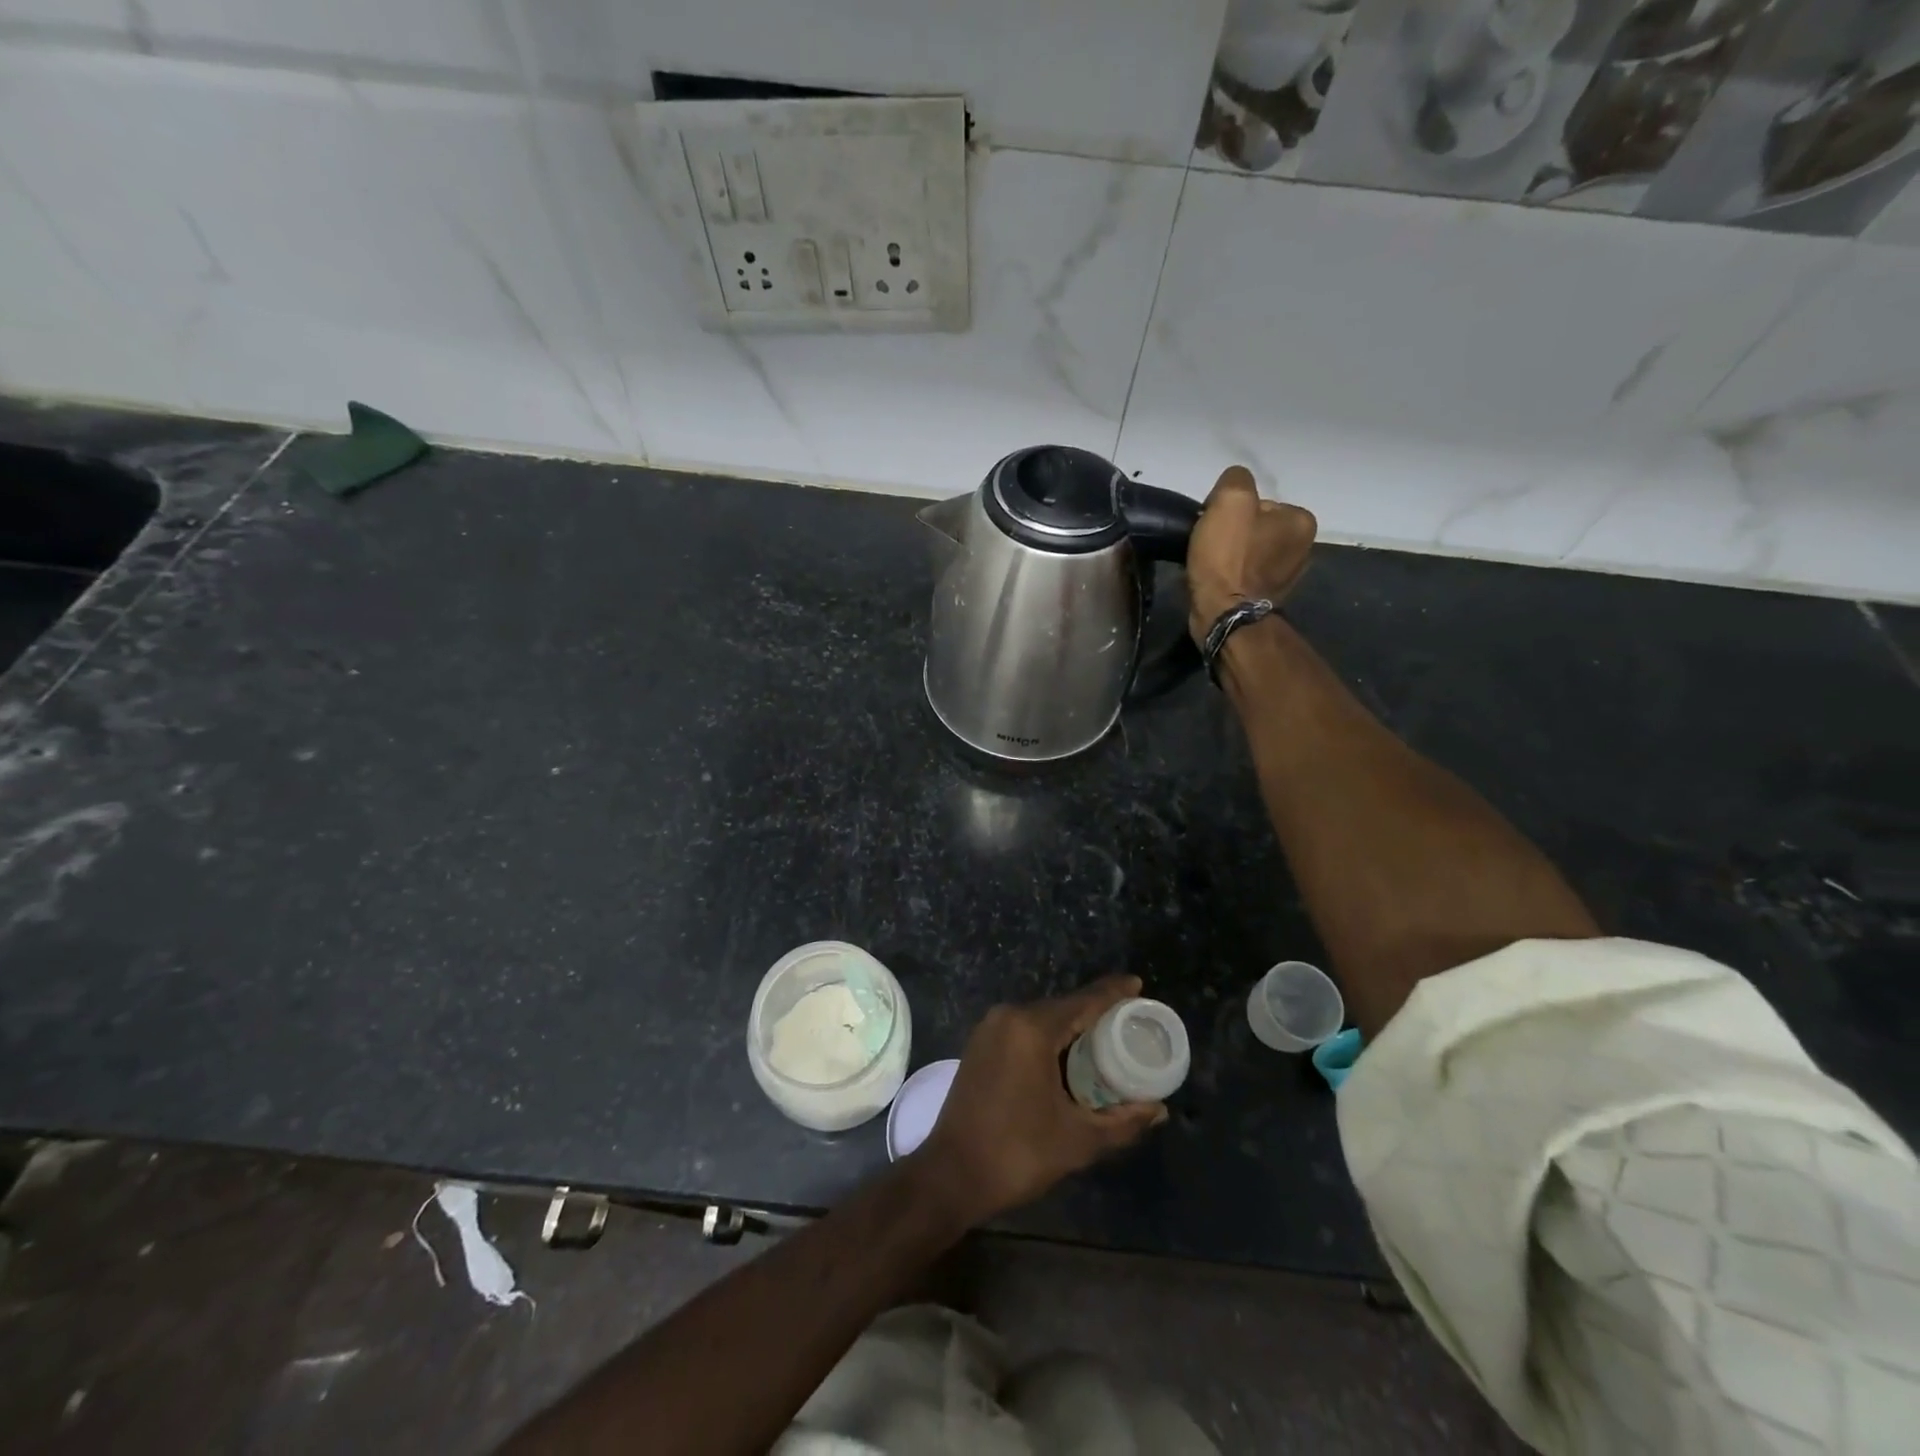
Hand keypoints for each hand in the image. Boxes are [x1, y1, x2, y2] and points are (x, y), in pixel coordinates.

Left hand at [913, 976, 1164, 1226]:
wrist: (951, 1175)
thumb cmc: (1017, 1153)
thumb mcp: (1078, 1140)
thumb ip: (1122, 1122)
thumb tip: (1158, 1109)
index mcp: (1032, 1028)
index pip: (1083, 1001)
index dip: (1112, 992)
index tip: (1137, 984)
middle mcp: (1008, 1016)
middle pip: (1062, 1007)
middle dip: (1095, 1012)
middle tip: (1128, 1023)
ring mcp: (989, 1029)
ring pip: (1042, 1018)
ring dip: (1071, 1027)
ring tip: (1105, 1039)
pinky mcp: (979, 1045)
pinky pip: (1023, 1030)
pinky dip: (1048, 1037)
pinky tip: (1067, 1055)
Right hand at [1185, 465, 1316, 642]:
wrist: (1224, 615)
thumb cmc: (1229, 558)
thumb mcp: (1230, 501)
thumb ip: (1236, 480)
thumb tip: (1234, 487)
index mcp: (1301, 521)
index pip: (1259, 502)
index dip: (1230, 511)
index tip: (1214, 525)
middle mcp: (1304, 548)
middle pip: (1255, 527)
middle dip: (1233, 534)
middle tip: (1210, 546)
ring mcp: (1288, 577)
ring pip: (1250, 553)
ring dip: (1231, 556)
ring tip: (1211, 566)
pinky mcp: (1269, 599)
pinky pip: (1246, 576)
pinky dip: (1231, 577)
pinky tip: (1218, 582)